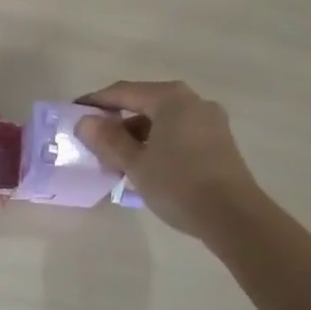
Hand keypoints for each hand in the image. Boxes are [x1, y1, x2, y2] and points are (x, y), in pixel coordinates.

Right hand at [76, 80, 263, 239]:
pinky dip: (159, 143)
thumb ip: (108, 139)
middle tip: (96, 143)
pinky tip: (149, 167)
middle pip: (145, 104)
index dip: (96, 102)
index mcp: (170, 97)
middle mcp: (192, 100)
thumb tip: (85, 121)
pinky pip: (180, 133)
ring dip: (139, 136)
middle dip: (118, 123)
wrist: (236, 218)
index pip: (123, 92)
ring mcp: (210, 120)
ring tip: (120, 162)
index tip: (74, 112)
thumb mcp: (136, 164)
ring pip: (163, 120)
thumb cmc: (180, 184)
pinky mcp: (220, 141)